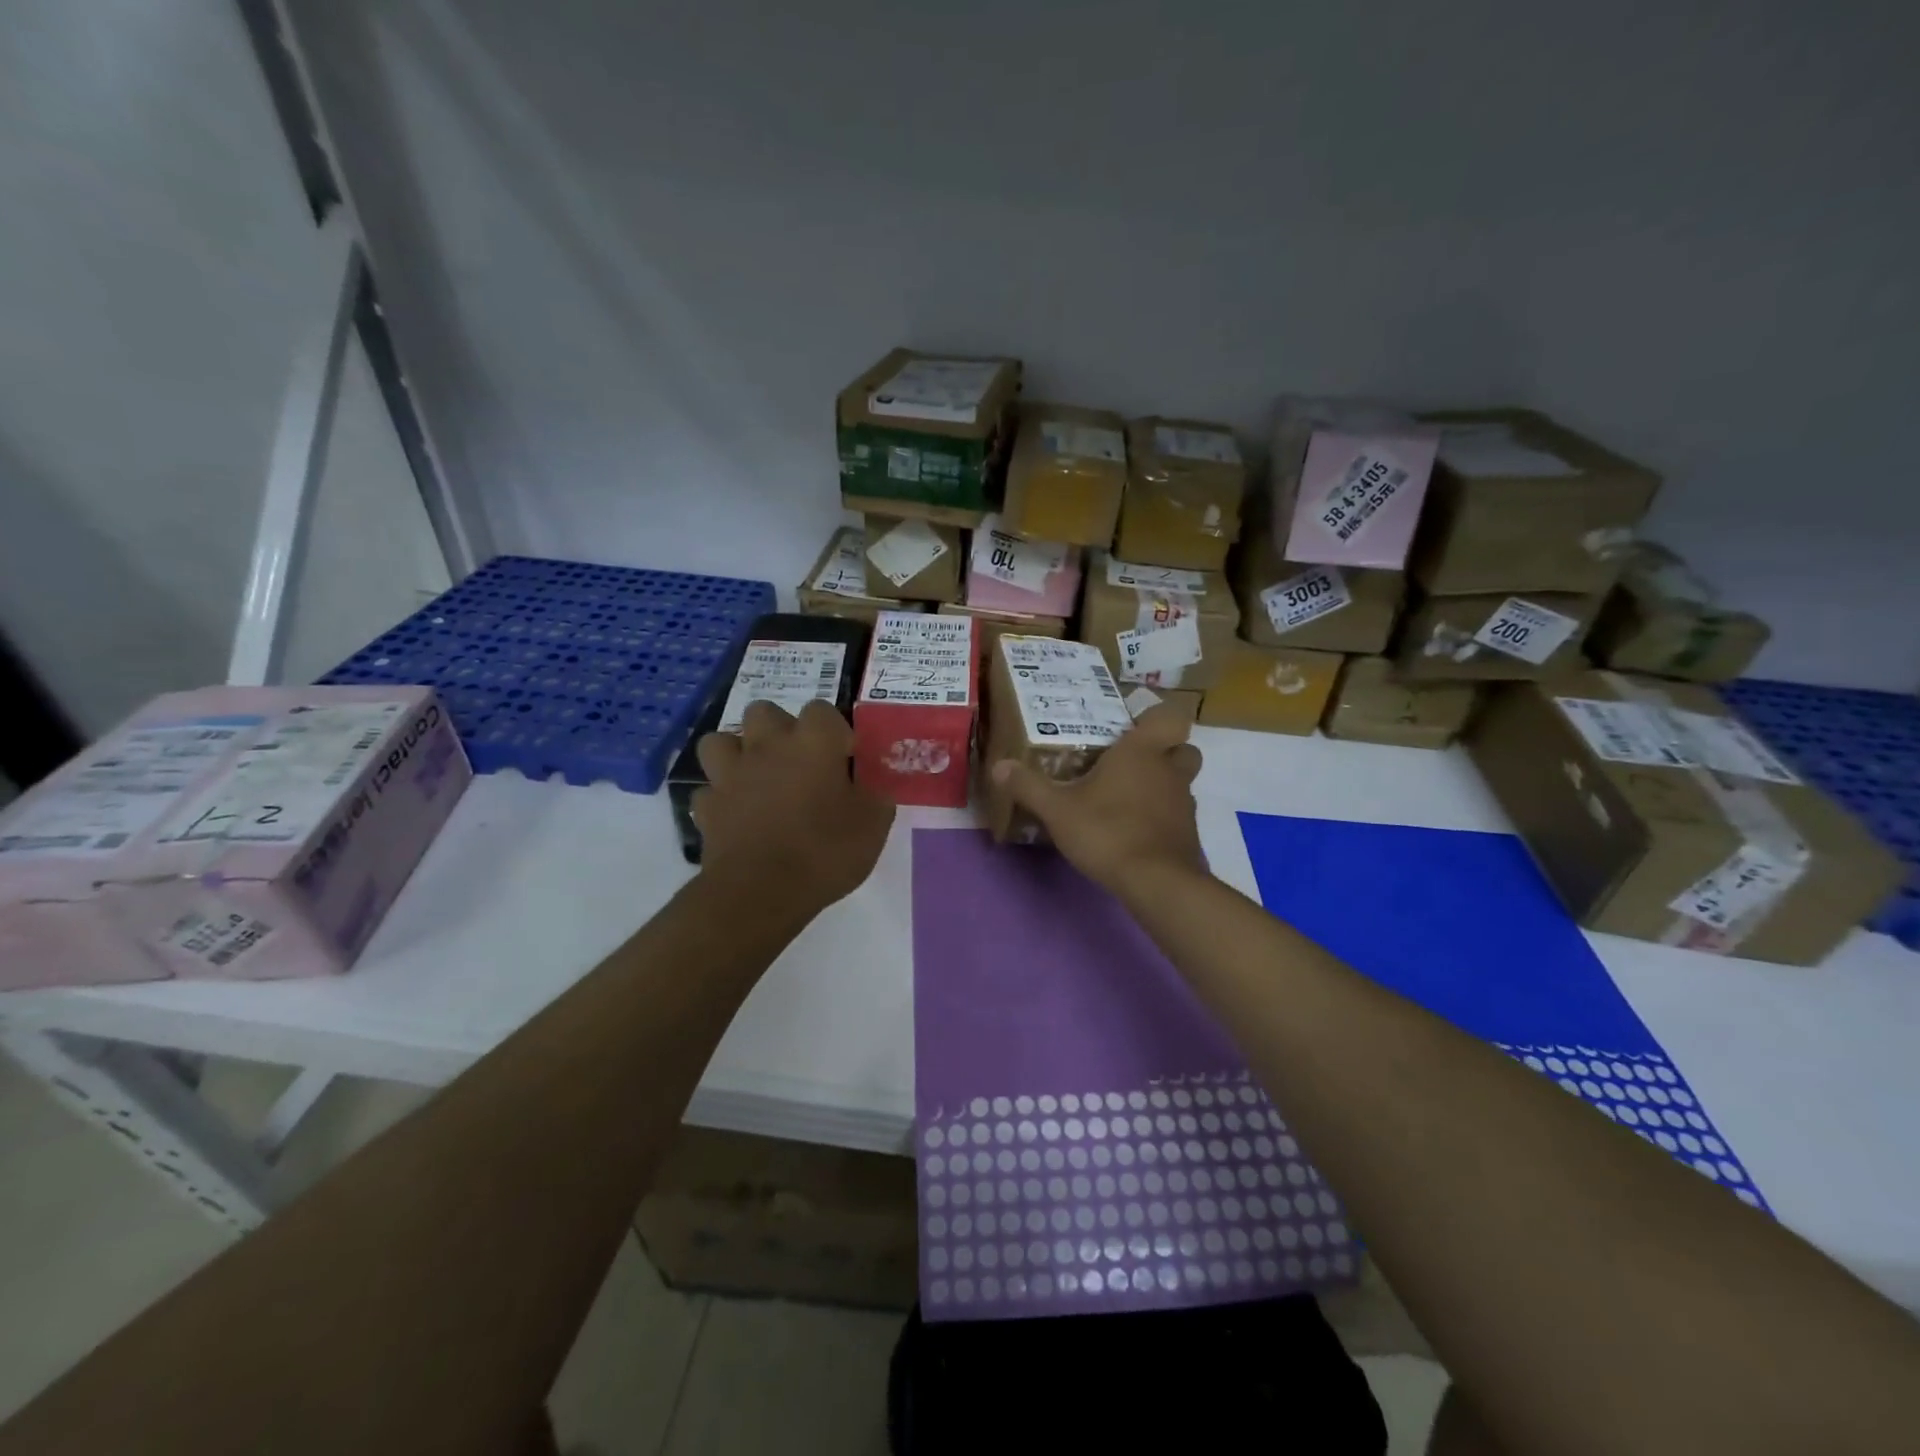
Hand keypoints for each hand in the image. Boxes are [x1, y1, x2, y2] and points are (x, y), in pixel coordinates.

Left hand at [693, 699, 894, 913]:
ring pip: (722, 741)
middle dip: (780, 730)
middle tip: (800, 763)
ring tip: (757, 778)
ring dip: (738, 753)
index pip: (823, 710)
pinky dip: (722, 798)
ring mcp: (730, 774)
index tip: (845, 759)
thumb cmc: (824, 851)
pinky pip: (710, 789)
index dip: (835, 731)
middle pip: (765, 713)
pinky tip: (737, 815)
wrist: (759, 891)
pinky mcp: (707, 805)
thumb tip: (871, 784)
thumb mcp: (873, 825)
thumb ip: (875, 795)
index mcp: (813, 742)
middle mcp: (767, 746)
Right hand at [989, 704, 1204, 898]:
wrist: (1156, 882)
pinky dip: (1161, 817)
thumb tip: (999, 765)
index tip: (1134, 726)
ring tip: (1125, 799)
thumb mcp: (1057, 809)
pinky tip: (1133, 830)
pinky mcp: (1188, 834)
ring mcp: (1184, 803)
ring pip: (1180, 782)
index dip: (1156, 717)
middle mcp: (1169, 771)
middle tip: (1130, 763)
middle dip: (1164, 752)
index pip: (1168, 716)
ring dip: (1161, 786)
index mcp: (1141, 752)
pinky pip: (1176, 814)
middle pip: (1183, 749)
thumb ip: (1029, 786)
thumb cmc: (1107, 831)